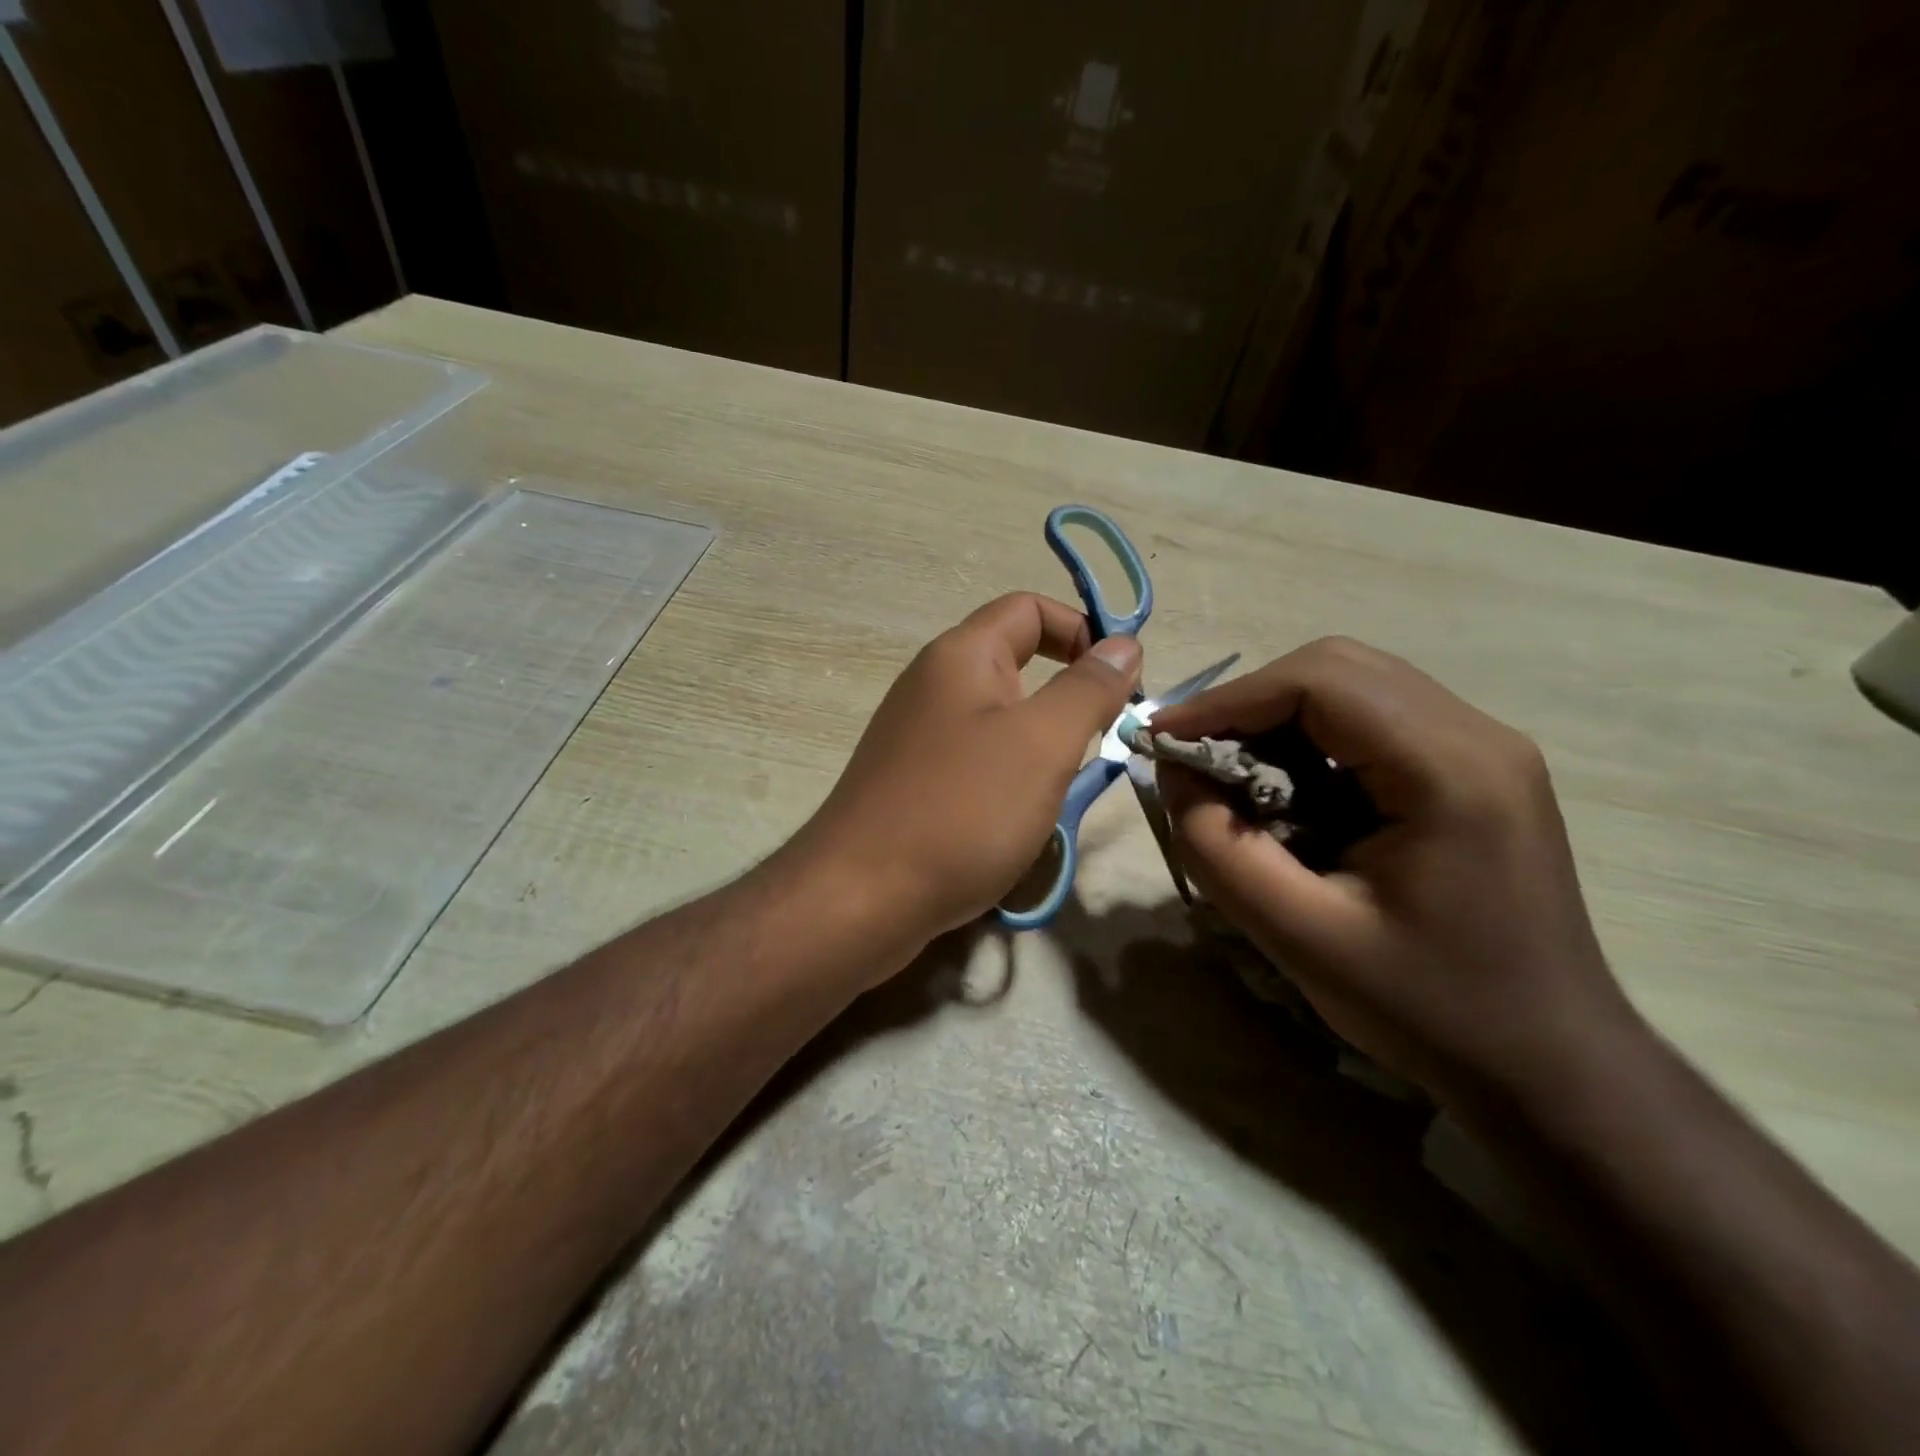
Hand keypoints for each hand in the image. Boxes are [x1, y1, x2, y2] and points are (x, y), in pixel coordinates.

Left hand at [797, 594, 1141, 962]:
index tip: (1122, 683)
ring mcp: (917, 736)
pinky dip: (1008, 779)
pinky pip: (975, 762)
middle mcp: (932, 684)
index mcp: (960, 656)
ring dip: (1040, 746)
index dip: (1082, 631)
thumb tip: (1124, 644)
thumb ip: (1087, 689)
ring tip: (1059, 790)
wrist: (861, 898)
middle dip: (1066, 697)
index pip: (1029, 609)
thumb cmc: (961, 810)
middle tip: (1096, 744)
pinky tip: (1017, 819)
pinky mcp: (912, 781)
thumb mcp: (1041, 743)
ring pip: (999, 720)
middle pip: (1015, 662)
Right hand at [1150, 636, 1640, 1107]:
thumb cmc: (1428, 1008)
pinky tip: (1286, 790)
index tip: (1163, 737)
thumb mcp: (1298, 935)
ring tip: (1230, 773)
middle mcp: (1478, 736)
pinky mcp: (1473, 770)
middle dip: (1250, 703)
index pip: (1321, 682)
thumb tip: (1172, 772)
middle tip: (1194, 754)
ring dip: (1278, 719)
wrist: (1548, 1064)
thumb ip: (1218, 847)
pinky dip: (1311, 740)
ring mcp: (1484, 749)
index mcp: (1449, 770)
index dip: (1228, 699)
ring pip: (1355, 688)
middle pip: (1339, 669)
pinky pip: (1374, 722)